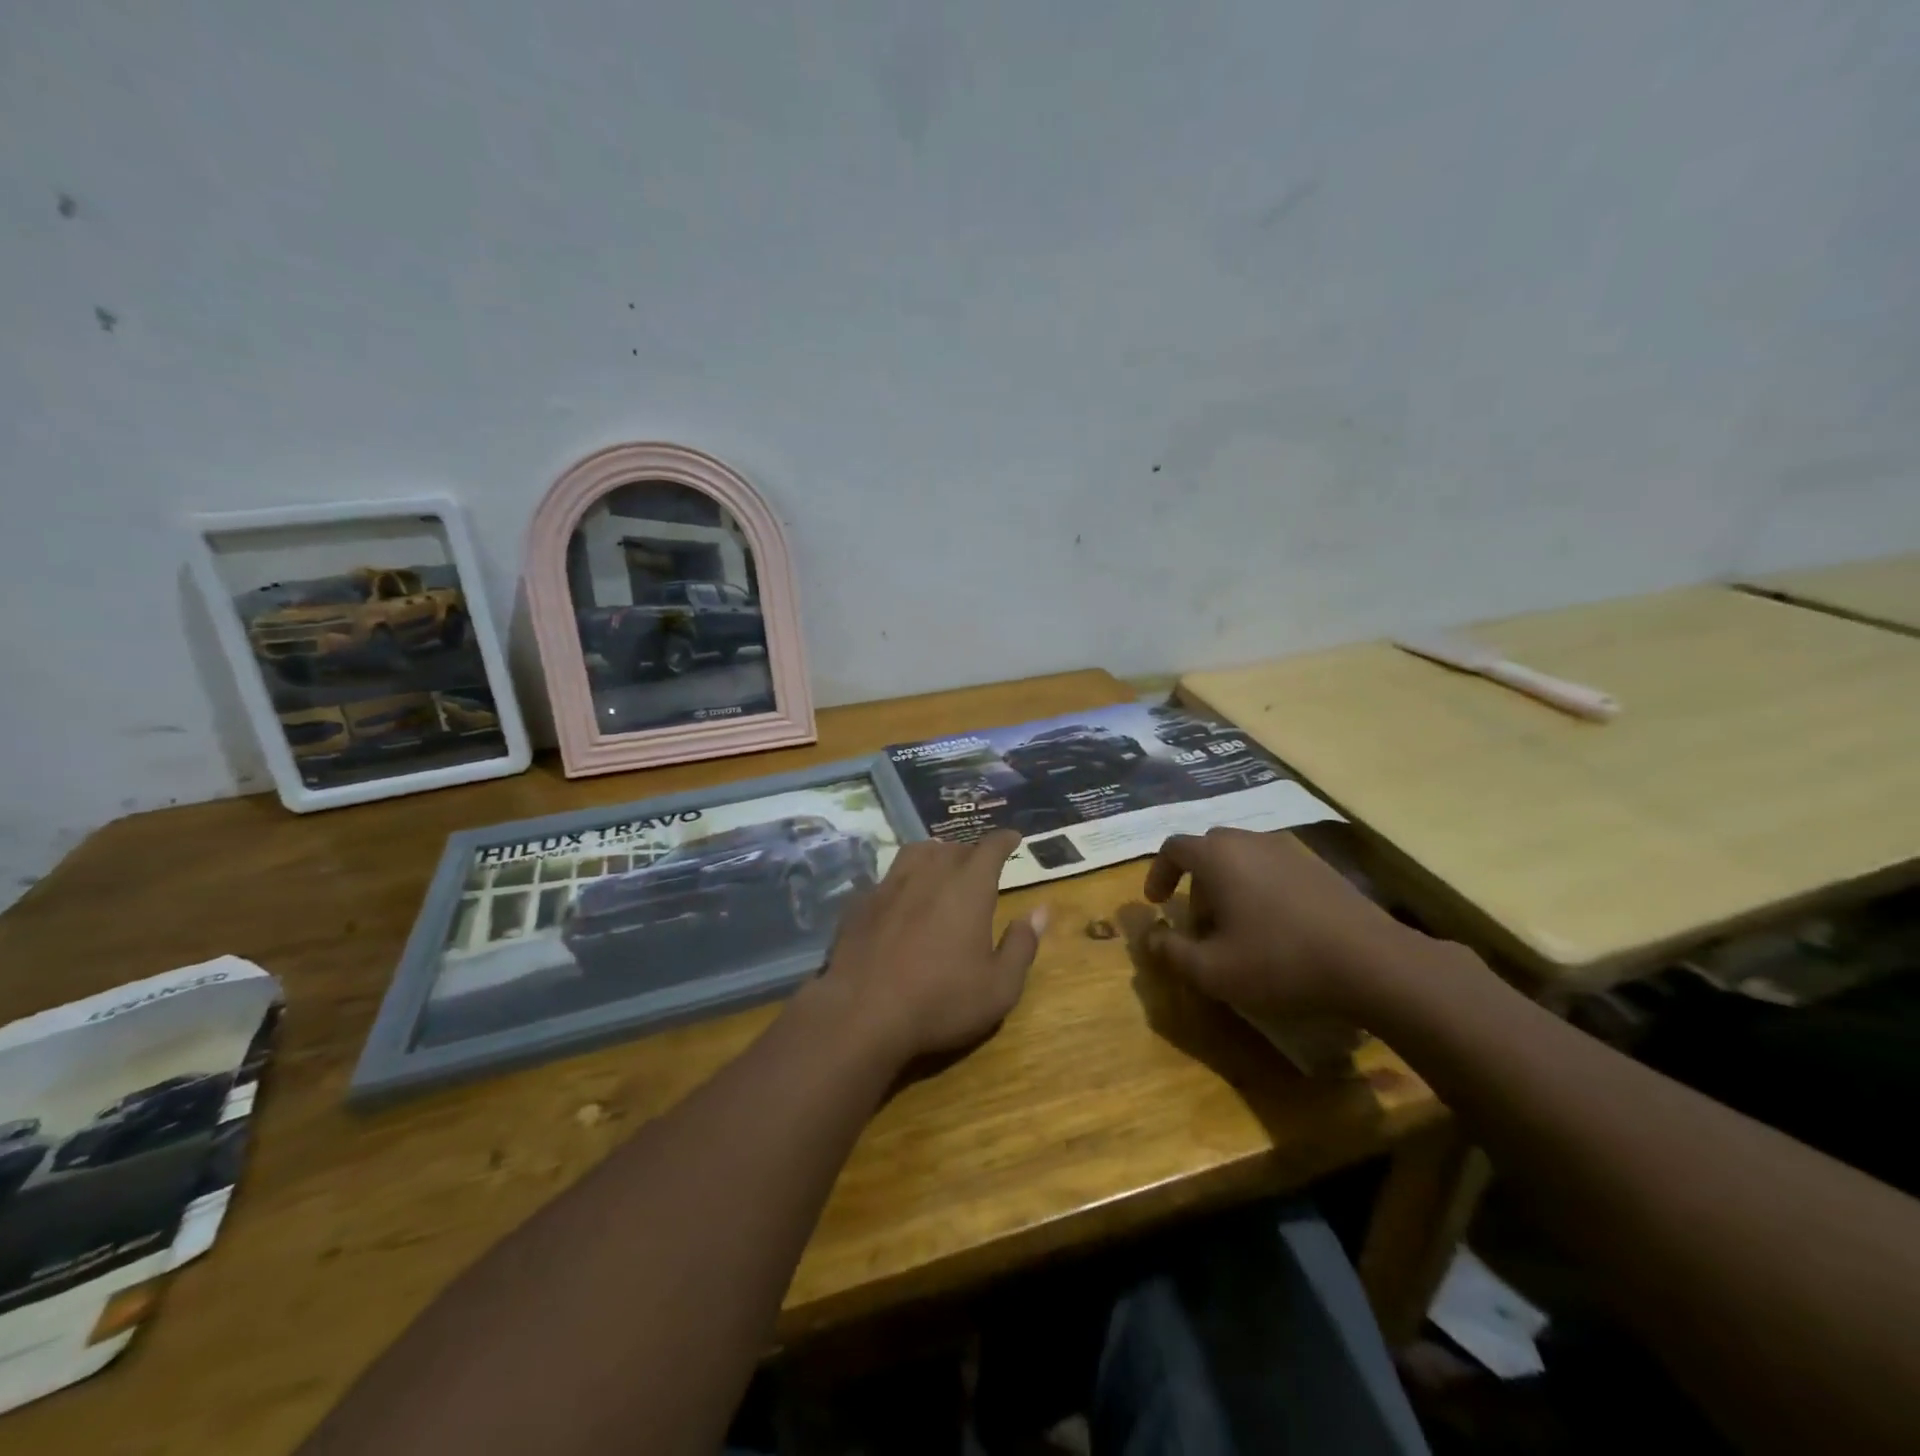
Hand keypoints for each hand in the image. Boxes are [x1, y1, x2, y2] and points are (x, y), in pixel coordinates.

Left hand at [812, 830, 1046, 1066]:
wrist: (861, 1013)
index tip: (1013, 838)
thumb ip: (1022, 945)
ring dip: (934, 855)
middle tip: (980, 865)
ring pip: (916, 853)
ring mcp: (890, 885)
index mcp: (968, 887)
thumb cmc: (941, 1001)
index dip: (1004, 841)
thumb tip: (1040, 911)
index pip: (991, 848)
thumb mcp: (999, 987)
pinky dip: (901, 882)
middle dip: (971, 852)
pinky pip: (887, 879)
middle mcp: (929, 874)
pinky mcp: (860, 903)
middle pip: (954, 849)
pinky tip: (900, 900)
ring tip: (940, 867)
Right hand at [1140, 828, 1422, 1021]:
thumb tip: (1152, 938)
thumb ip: (1171, 953)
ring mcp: (1289, 851)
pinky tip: (1277, 929)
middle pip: (1209, 851)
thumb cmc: (1280, 962)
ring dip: (1229, 887)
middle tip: (1201, 925)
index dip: (1158, 873)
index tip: (1157, 903)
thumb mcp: (1213, 971)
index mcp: (1218, 857)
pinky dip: (1261, 890)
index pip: (1173, 847)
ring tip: (1239, 930)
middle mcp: (1250, 842)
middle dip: (1196, 884)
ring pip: (1243, 859)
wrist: (1372, 962)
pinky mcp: (1319, 868)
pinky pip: (1273, 868)